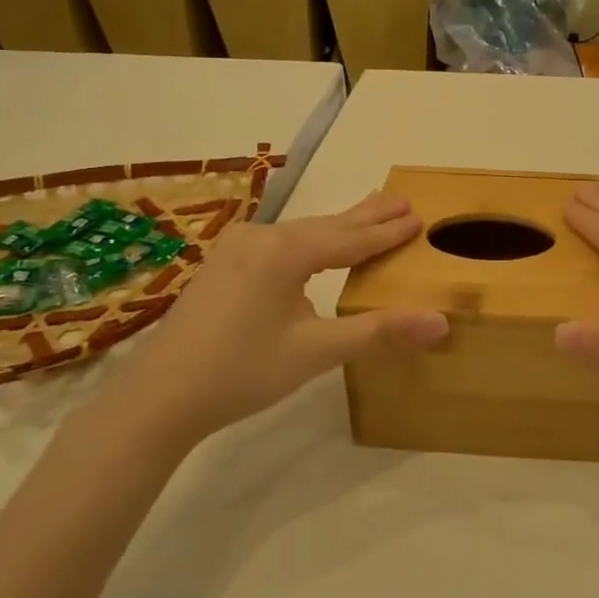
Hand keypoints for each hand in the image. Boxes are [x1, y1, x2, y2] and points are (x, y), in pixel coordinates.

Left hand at [103, 193, 447, 450]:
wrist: (157, 398)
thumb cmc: (241, 372)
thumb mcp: (315, 352)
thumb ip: (378, 332)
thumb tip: (441, 322)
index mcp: (285, 251)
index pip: (350, 238)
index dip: (387, 231)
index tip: (418, 216)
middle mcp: (261, 237)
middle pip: (326, 225)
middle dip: (366, 215)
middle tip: (401, 198)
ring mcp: (235, 249)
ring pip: (300, 234)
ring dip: (337, 228)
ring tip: (368, 214)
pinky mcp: (221, 266)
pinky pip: (278, 244)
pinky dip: (309, 242)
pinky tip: (312, 246)